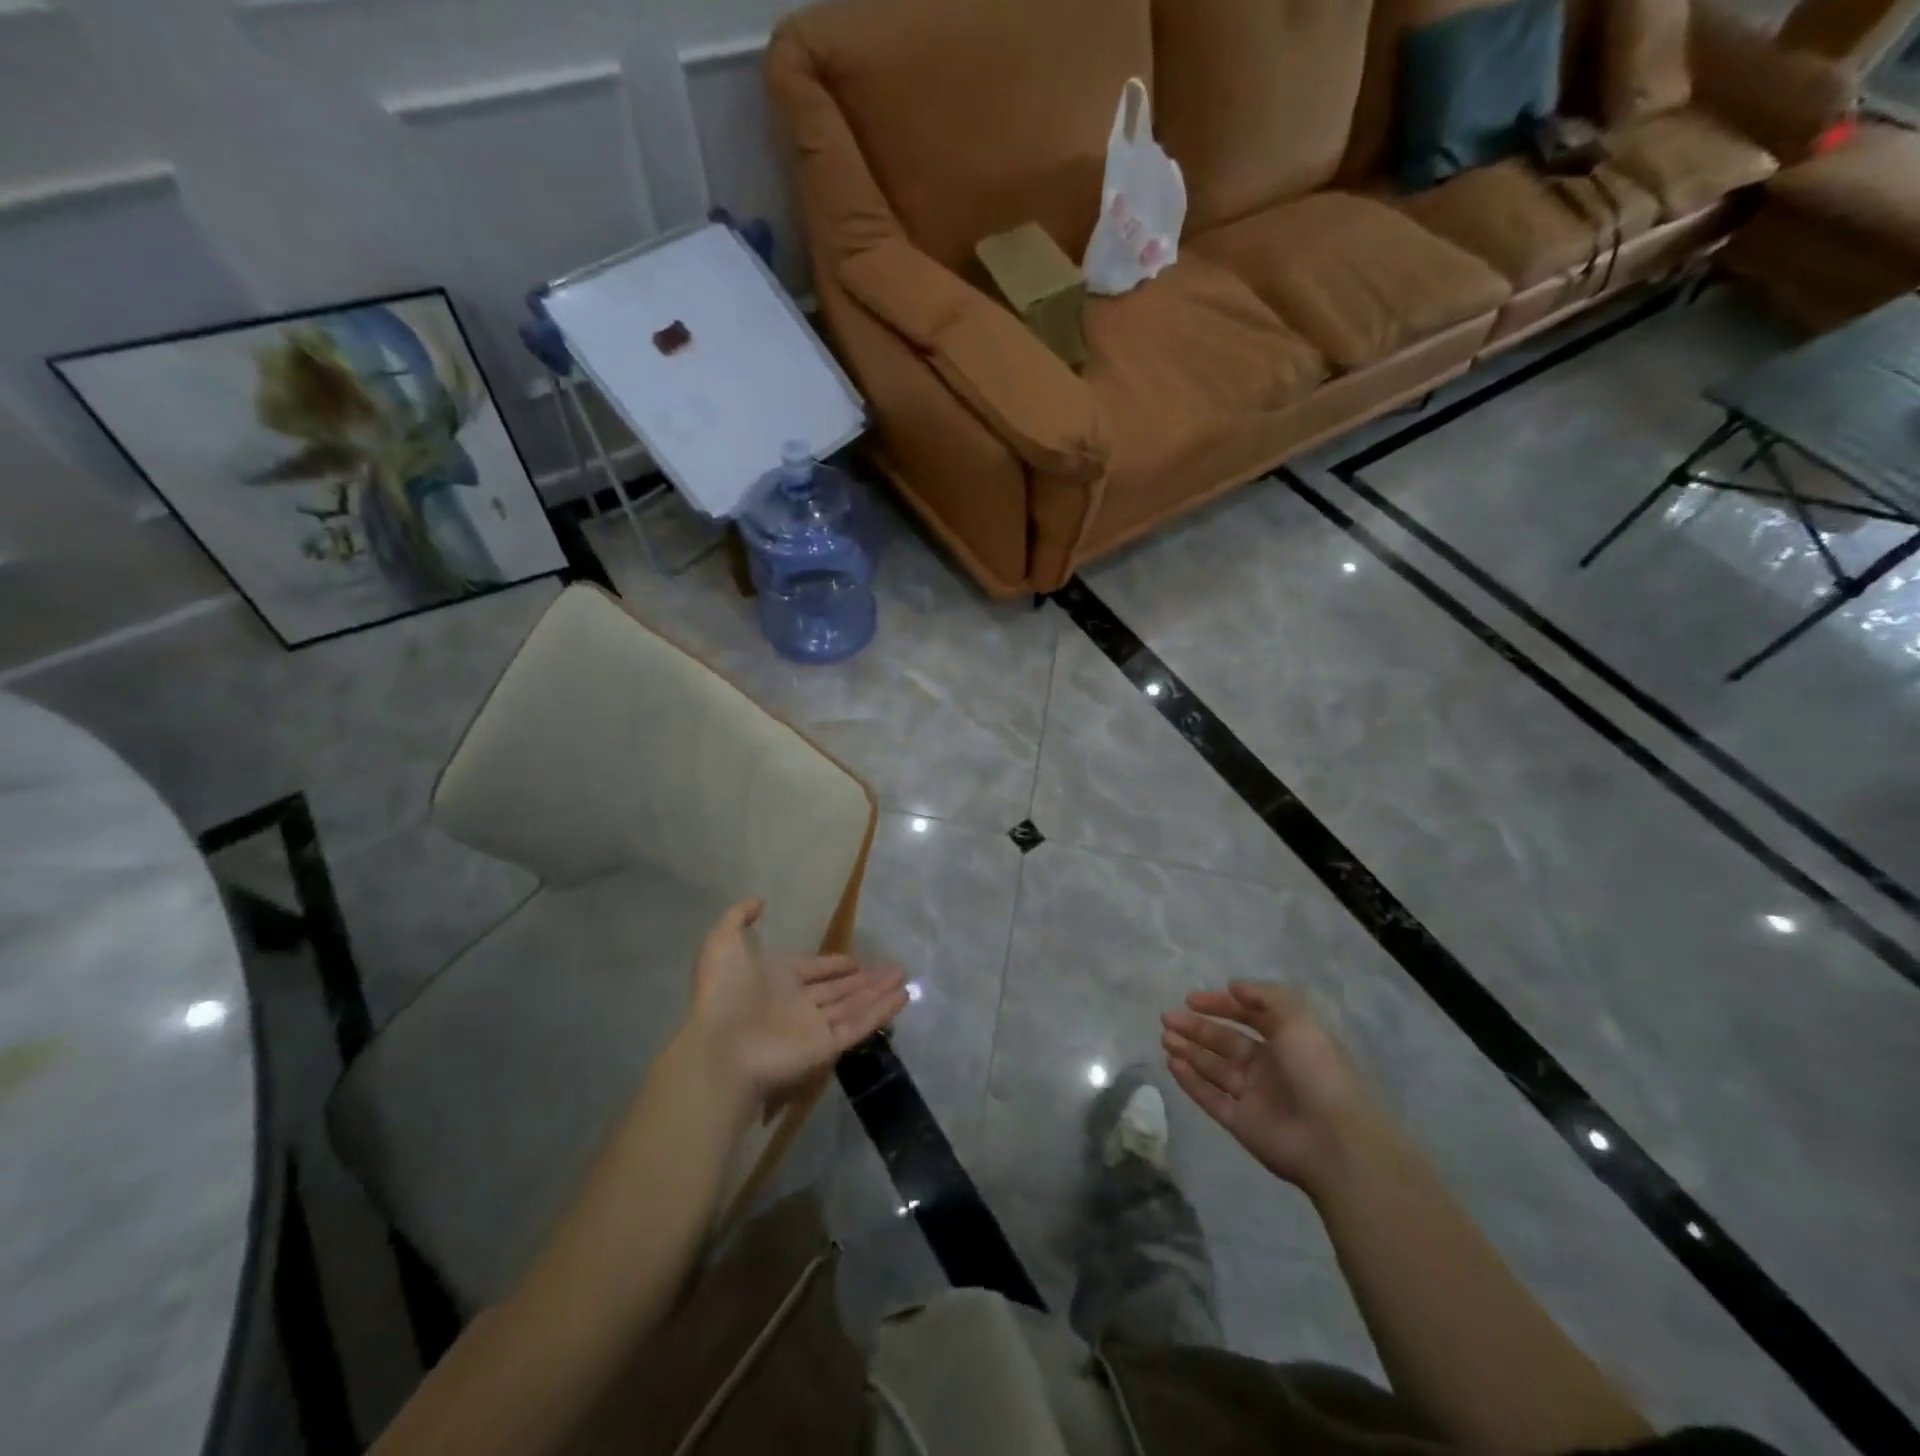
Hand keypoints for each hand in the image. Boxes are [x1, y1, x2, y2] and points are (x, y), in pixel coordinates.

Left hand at [688, 898, 907, 1103]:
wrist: (720, 1048)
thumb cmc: (723, 993)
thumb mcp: (723, 942)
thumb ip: (739, 917)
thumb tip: (761, 900)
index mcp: (777, 980)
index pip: (814, 970)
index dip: (834, 965)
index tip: (855, 960)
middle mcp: (798, 1003)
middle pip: (838, 989)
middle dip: (865, 979)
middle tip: (893, 967)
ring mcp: (814, 1026)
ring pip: (853, 1005)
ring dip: (879, 992)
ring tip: (904, 977)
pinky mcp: (826, 1046)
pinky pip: (858, 1025)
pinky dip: (881, 1013)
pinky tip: (902, 997)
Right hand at [1162, 982, 1373, 1194]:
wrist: (1334, 1141)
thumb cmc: (1317, 1071)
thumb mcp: (1298, 1020)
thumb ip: (1266, 997)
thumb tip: (1234, 986)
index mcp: (1288, 1041)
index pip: (1249, 1016)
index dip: (1222, 1005)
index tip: (1192, 999)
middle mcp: (1270, 1066)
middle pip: (1226, 1042)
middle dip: (1197, 1028)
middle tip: (1167, 1017)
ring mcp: (1254, 1096)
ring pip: (1214, 1068)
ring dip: (1189, 1050)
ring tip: (1165, 1037)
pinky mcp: (1241, 1123)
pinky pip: (1210, 1097)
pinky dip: (1190, 1081)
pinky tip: (1171, 1064)